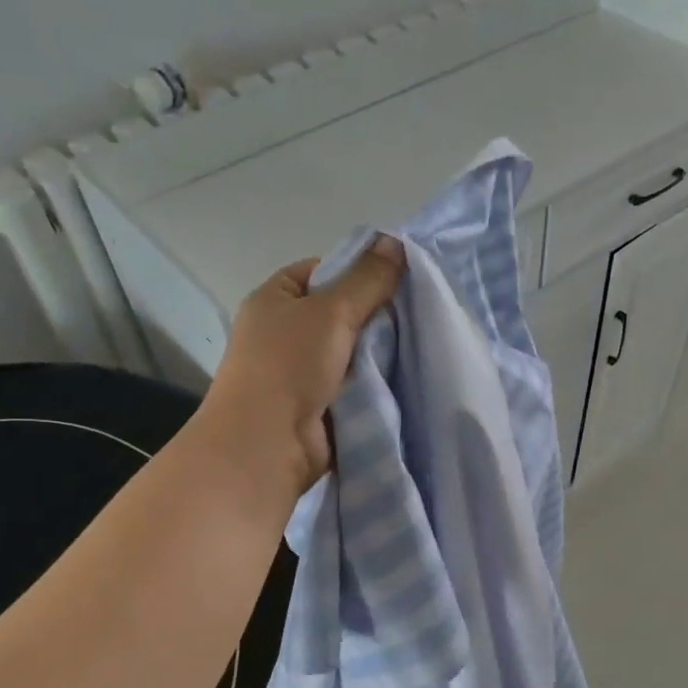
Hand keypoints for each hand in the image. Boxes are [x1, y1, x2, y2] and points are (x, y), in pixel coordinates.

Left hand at [198, 237, 405, 495]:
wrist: (268, 444)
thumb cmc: (289, 366)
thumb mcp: (331, 311)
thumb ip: (367, 279)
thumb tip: (395, 243)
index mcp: (275, 299)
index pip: (322, 272)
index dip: (357, 271)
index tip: (394, 281)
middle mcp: (284, 333)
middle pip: (340, 312)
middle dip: (375, 315)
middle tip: (415, 314)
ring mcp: (301, 372)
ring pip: (351, 351)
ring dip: (378, 352)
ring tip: (418, 345)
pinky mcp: (320, 405)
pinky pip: (355, 384)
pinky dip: (374, 382)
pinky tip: (405, 377)